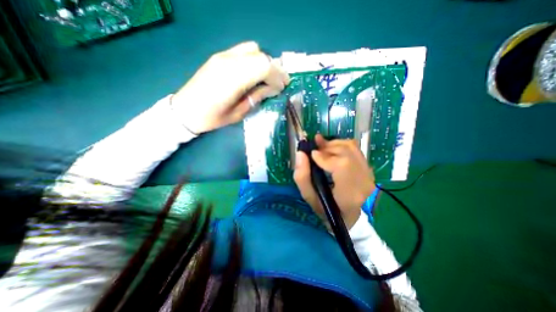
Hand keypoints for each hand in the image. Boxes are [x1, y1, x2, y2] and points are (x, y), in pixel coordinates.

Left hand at [169, 42, 291, 133]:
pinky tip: (255, 73)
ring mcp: (223, 56)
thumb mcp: (238, 113)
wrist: (186, 110)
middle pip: (261, 56)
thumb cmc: (213, 117)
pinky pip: (243, 50)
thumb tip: (273, 89)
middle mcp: (229, 62)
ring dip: (265, 63)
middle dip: (274, 69)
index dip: (277, 76)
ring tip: (268, 78)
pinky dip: (255, 59)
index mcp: (233, 79)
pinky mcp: (220, 56)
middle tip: (279, 83)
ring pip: (253, 50)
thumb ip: (256, 97)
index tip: (283, 87)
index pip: (264, 66)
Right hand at [293, 134, 374, 228]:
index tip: (311, 155)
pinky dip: (340, 145)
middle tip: (313, 150)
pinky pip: (354, 148)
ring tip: (321, 148)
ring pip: (350, 147)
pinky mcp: (367, 166)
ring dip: (332, 144)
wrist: (351, 215)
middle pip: (345, 152)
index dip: (324, 156)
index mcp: (349, 192)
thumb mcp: (310, 198)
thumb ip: (302, 177)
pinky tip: (331, 149)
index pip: (341, 165)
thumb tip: (300, 153)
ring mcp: (368, 171)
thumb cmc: (328, 208)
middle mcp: (363, 178)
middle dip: (326, 148)